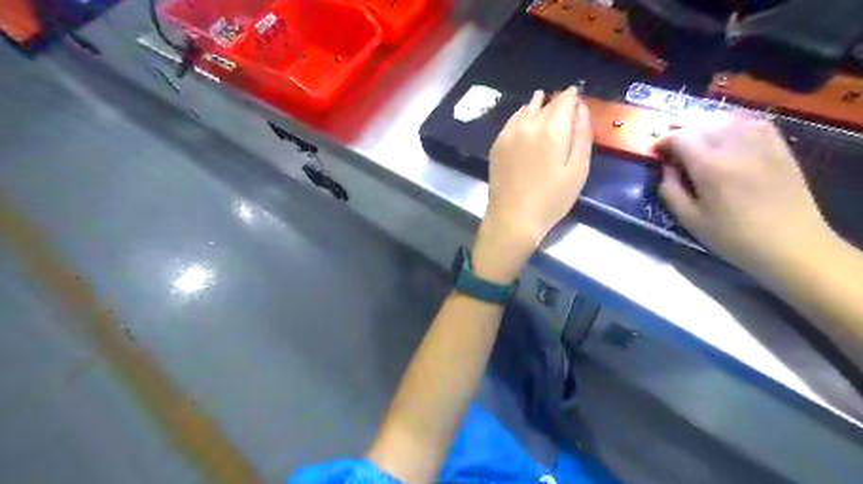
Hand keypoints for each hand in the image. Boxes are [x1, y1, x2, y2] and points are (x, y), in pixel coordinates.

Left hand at [470, 87, 593, 282]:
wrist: (513, 218)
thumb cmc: (551, 199)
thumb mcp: (578, 169)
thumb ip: (582, 134)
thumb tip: (581, 107)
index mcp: (552, 129)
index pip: (565, 100)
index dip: (574, 96)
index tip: (578, 97)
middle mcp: (528, 124)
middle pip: (546, 103)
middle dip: (557, 102)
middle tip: (565, 105)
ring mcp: (509, 133)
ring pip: (527, 109)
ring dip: (539, 105)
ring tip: (545, 104)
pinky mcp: (497, 144)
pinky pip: (512, 121)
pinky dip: (522, 115)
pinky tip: (525, 119)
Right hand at [659, 113, 832, 271]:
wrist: (790, 244)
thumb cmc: (732, 237)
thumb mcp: (689, 219)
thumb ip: (671, 190)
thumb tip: (666, 168)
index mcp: (710, 168)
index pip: (681, 138)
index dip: (663, 141)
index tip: (655, 152)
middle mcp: (735, 148)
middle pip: (703, 124)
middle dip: (682, 132)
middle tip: (672, 147)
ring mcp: (762, 145)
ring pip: (729, 119)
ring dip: (707, 125)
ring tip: (697, 139)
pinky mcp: (780, 148)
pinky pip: (755, 123)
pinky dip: (736, 123)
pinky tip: (728, 134)